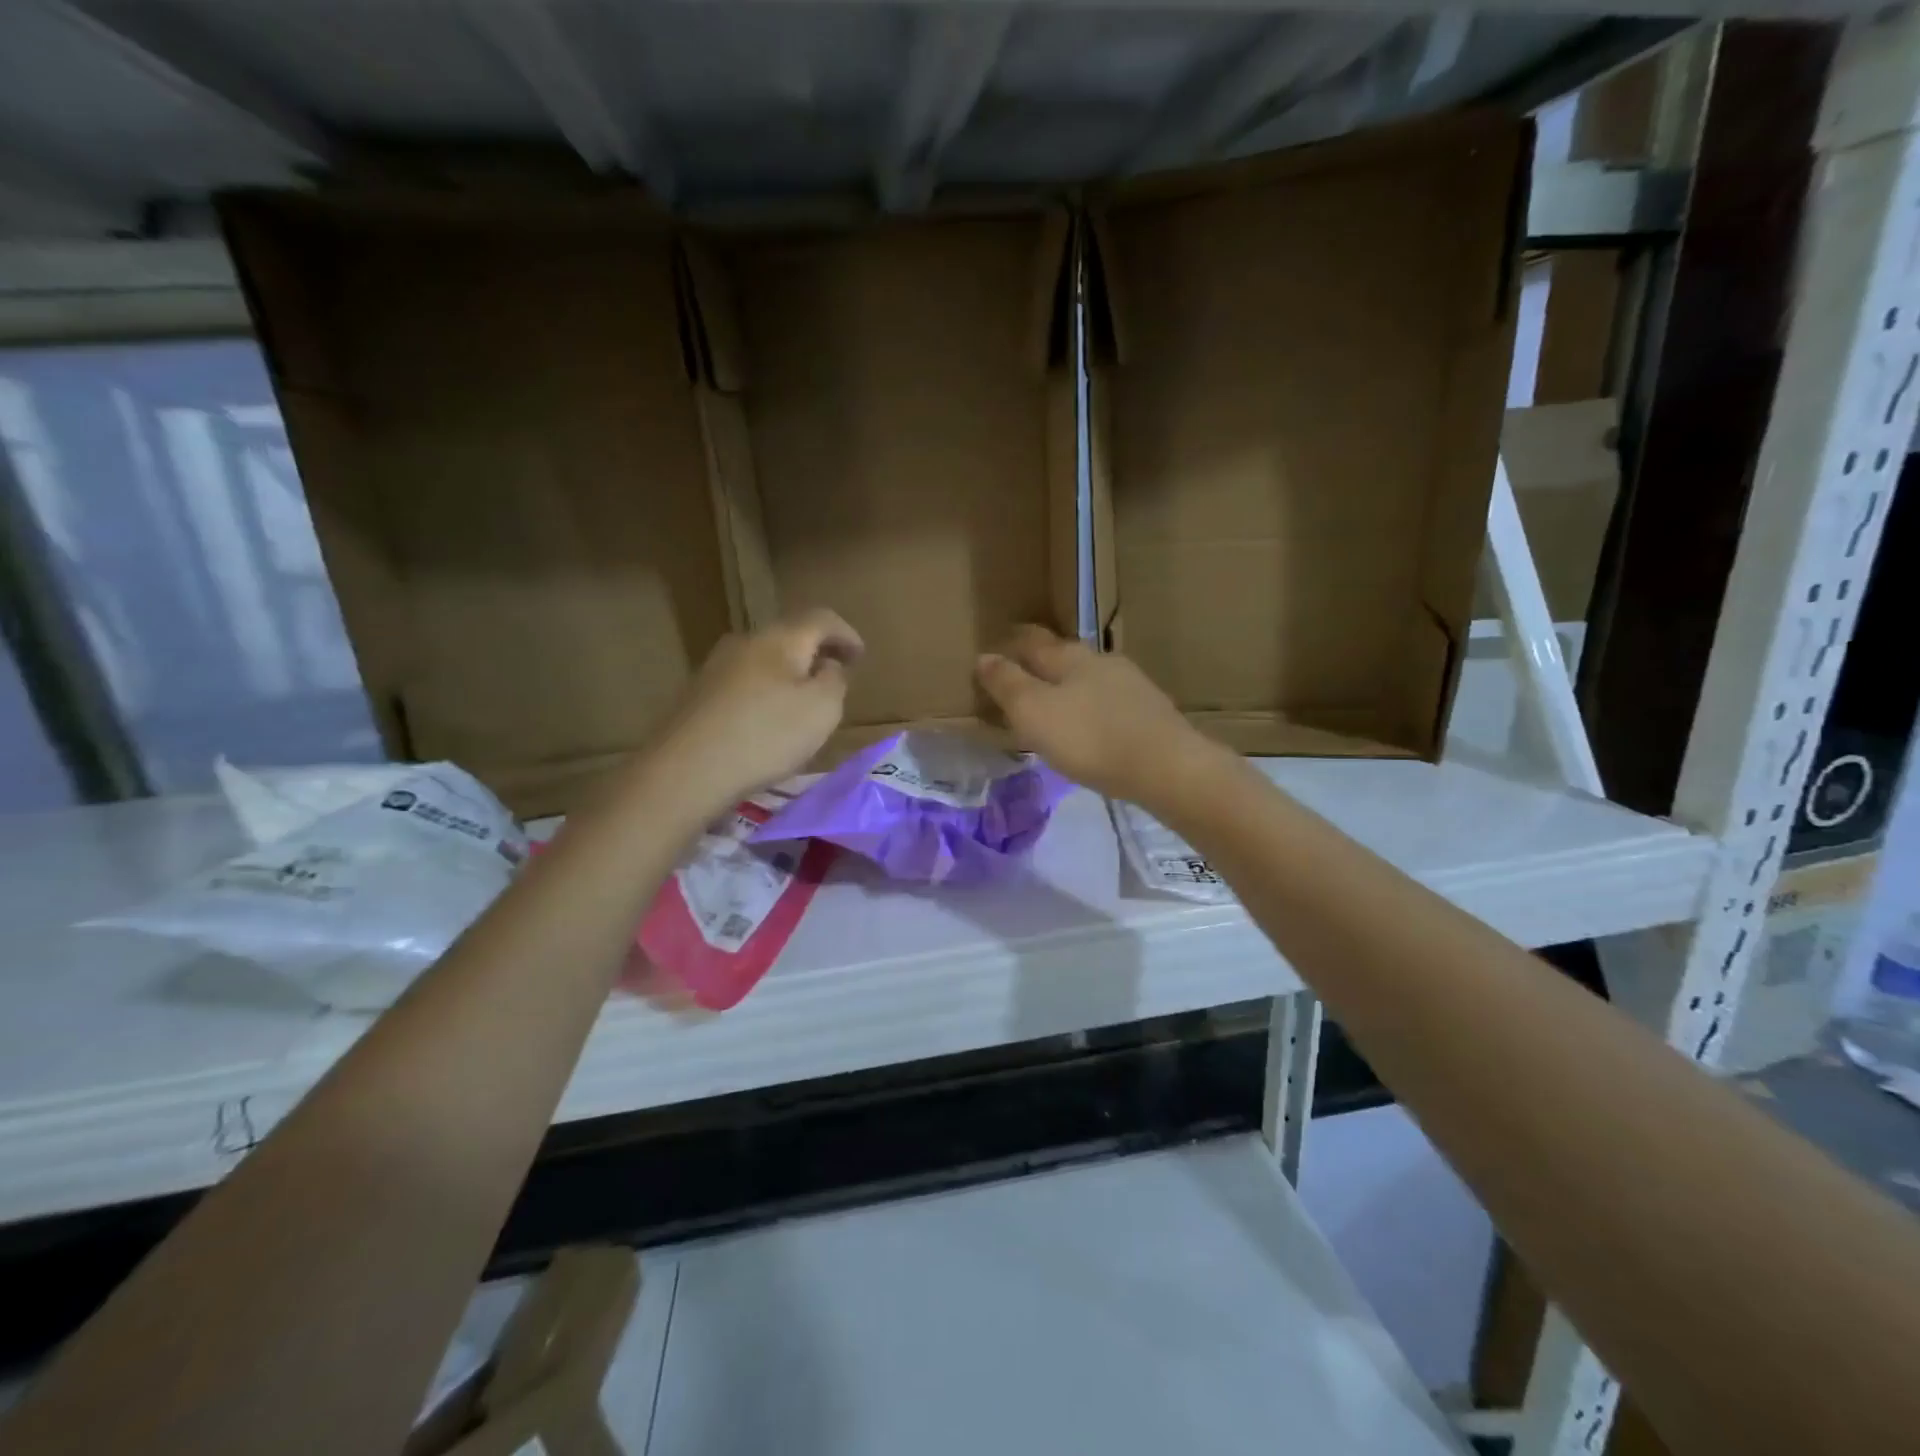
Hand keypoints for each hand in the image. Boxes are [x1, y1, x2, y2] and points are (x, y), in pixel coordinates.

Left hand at [654, 608, 862, 810]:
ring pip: (764, 659)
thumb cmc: (766, 736)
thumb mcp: (823, 710)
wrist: (685, 771)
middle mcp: (745, 641)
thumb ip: (835, 681)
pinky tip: (767, 720)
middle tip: (835, 677)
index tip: (860, 657)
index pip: (821, 619)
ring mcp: (716, 666)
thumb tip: (827, 666)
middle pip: (789, 636)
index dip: (846, 634)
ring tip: (803, 702)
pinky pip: (744, 682)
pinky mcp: (698, 694)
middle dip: (816, 653)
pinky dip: (765, 692)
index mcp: (780, 638)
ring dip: (789, 674)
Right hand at [975, 625, 1223, 808]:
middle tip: (1022, 675)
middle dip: (1042, 662)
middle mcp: (1101, 662)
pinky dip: (1093, 707)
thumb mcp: (1034, 713)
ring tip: (1055, 704)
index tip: (996, 649)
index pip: (1033, 642)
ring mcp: (1131, 685)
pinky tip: (1093, 726)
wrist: (1166, 767)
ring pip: (1090, 678)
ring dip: (1070, 686)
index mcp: (1069, 658)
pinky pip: (1110, 702)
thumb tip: (984, 657)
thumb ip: (1007, 685)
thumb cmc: (1090, 738)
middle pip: (1064, 656)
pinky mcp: (1150, 712)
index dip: (1012, 644)